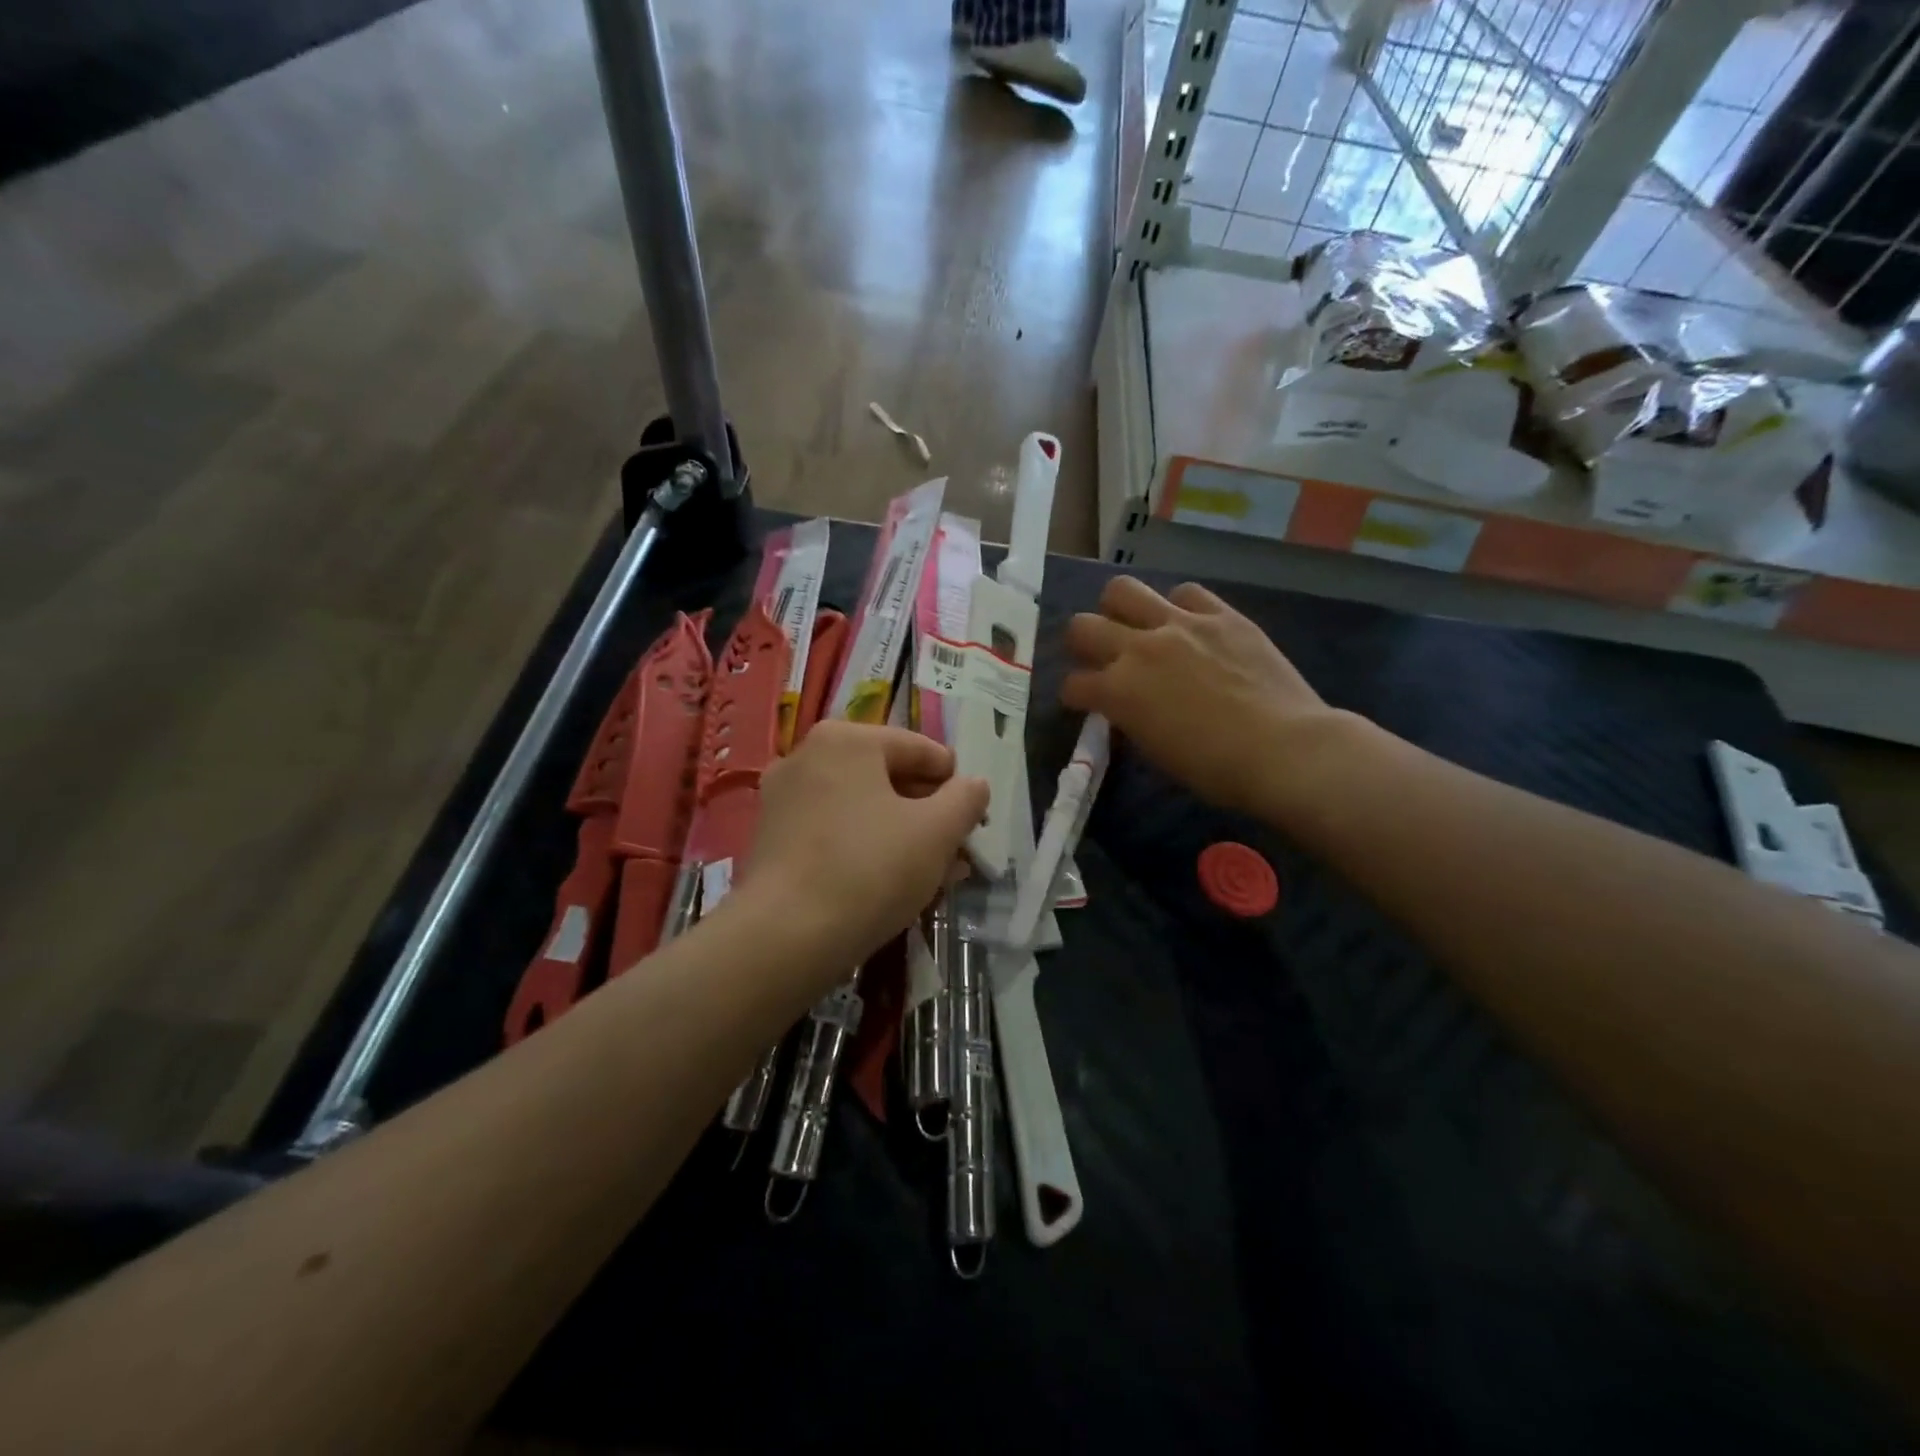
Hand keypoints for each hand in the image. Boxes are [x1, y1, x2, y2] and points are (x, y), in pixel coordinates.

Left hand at [743, 721, 987, 977]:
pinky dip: (865, 848)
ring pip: (862, 808)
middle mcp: (808, 756)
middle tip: (957, 852)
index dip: (956, 785)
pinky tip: (889, 882)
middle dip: (929, 814)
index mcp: (847, 739)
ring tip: (933, 874)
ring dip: (902, 834)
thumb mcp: (936, 832)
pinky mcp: (772, 838)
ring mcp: (784, 797)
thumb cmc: (869, 869)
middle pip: (888, 778)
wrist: (784, 937)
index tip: (975, 822)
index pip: (921, 750)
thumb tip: (974, 785)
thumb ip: (966, 799)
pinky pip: (834, 831)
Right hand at [1062, 577, 1348, 817]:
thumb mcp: (1156, 753)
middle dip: (1081, 643)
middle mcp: (1138, 649)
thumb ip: (1130, 721)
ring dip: (1119, 608)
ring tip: (1134, 624)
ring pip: (1123, 590)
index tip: (1083, 702)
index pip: (1073, 684)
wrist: (1285, 750)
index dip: (1075, 695)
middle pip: (1082, 626)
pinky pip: (1187, 592)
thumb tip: (1125, 709)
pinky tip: (1189, 623)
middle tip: (1098, 655)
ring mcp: (1180, 625)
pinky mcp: (1221, 615)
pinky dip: (1179, 606)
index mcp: (1118, 692)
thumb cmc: (1216, 770)